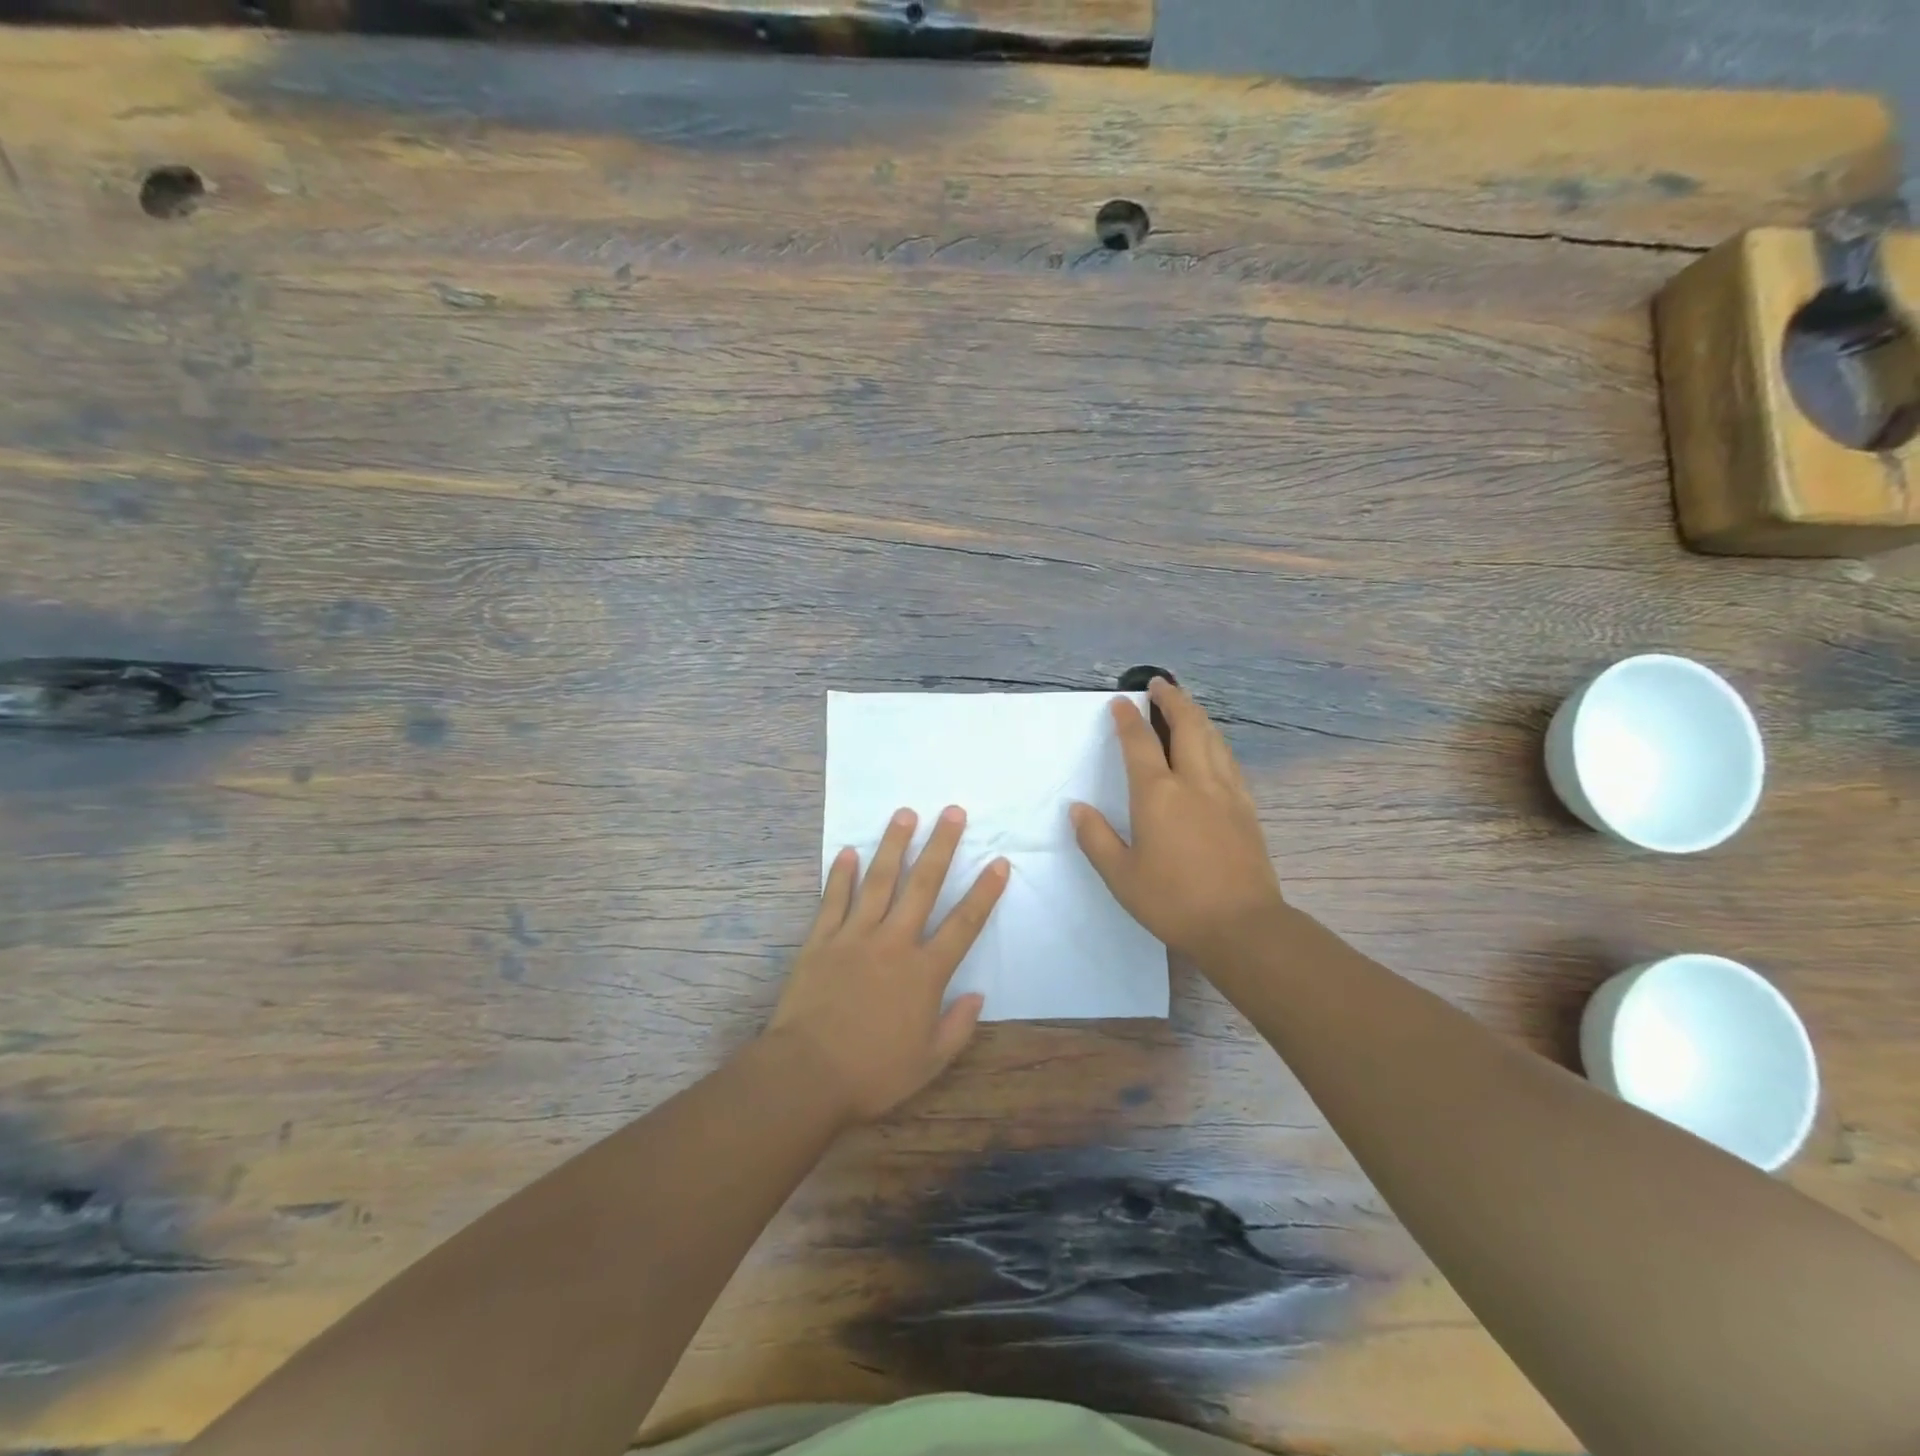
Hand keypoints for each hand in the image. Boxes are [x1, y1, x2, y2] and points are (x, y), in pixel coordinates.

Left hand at [769, 805, 1008, 1123]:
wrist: (807, 1075)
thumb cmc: (873, 1073)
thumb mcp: (929, 1062)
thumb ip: (958, 1027)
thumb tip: (978, 995)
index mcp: (924, 972)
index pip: (964, 924)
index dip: (984, 892)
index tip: (999, 862)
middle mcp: (894, 943)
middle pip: (923, 886)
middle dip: (941, 846)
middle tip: (952, 812)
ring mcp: (854, 936)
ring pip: (879, 881)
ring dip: (893, 845)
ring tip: (905, 814)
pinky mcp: (820, 941)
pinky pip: (833, 900)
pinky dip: (840, 875)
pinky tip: (847, 851)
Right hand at [1071, 677, 1283, 967]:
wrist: (1242, 925)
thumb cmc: (1173, 901)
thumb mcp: (1121, 876)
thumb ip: (1096, 838)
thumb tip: (1077, 809)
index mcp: (1157, 795)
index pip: (1140, 743)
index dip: (1128, 719)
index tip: (1121, 701)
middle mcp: (1194, 782)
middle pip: (1187, 725)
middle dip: (1172, 700)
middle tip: (1160, 684)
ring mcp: (1226, 792)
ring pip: (1213, 738)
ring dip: (1196, 715)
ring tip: (1185, 706)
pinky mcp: (1246, 807)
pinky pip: (1229, 760)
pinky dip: (1216, 741)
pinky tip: (1214, 747)